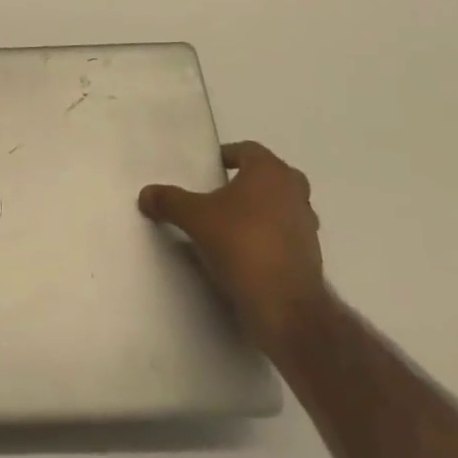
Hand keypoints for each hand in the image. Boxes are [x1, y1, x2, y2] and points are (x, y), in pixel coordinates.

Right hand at [139, 140, 327, 356]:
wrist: (286, 307)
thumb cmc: (242, 244)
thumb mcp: (195, 218)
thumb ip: (169, 201)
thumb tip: (145, 194)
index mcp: (270, 171)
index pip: (248, 150)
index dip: (227, 156)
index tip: (209, 170)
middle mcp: (294, 191)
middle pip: (269, 177)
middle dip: (247, 183)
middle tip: (220, 194)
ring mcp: (307, 225)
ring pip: (280, 207)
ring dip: (260, 211)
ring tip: (230, 226)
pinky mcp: (311, 256)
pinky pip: (285, 236)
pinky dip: (268, 238)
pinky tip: (244, 254)